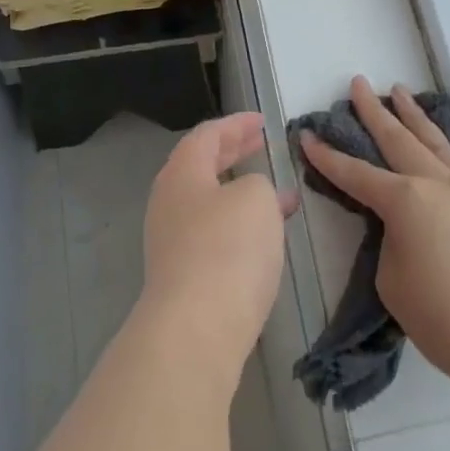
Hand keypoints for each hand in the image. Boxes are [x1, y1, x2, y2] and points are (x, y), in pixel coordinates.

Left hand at [139, 113, 293, 386]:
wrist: (197, 329)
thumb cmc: (227, 249)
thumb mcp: (255, 199)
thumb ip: (259, 185)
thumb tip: (256, 196)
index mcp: (181, 175)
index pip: (206, 136)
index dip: (235, 124)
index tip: (262, 122)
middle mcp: (170, 204)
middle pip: (202, 167)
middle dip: (235, 154)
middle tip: (263, 145)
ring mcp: (173, 242)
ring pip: (210, 203)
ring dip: (243, 193)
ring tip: (279, 193)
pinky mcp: (185, 277)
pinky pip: (215, 235)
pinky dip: (241, 224)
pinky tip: (266, 237)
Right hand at [300, 78, 449, 379]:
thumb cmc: (443, 315)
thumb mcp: (394, 280)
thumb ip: (392, 243)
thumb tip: (406, 229)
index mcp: (405, 200)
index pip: (355, 173)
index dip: (327, 156)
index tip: (306, 135)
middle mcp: (438, 183)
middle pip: (399, 138)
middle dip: (374, 111)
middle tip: (359, 84)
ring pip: (436, 142)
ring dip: (414, 117)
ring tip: (400, 92)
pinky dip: (443, 146)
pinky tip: (440, 145)